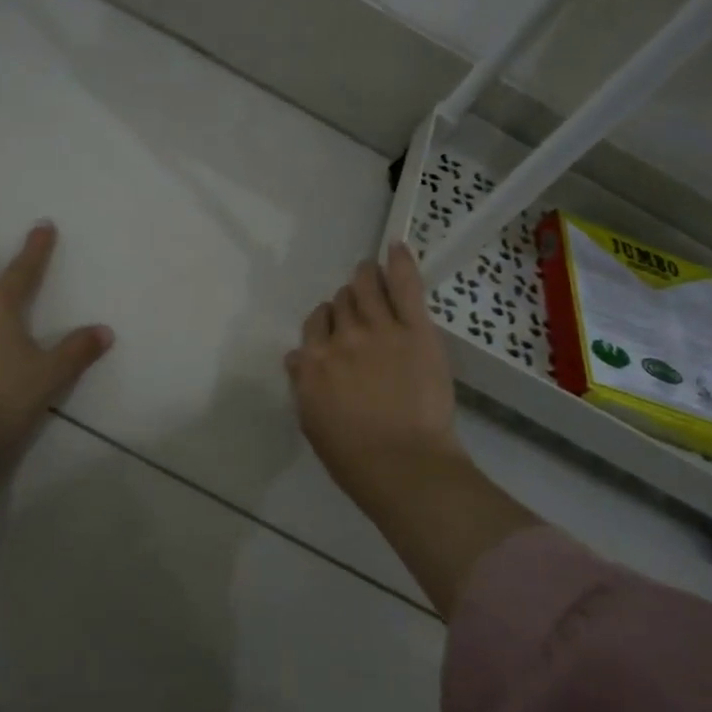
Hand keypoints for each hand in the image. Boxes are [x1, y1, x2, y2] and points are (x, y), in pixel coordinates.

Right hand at [286, 243, 460, 508]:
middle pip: (339, 304)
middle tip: (359, 311)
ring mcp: (378, 329)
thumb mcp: (314, 423)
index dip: (325, 324)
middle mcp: (340, 338)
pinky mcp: (414, 329)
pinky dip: (399, 263)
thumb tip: (297, 359)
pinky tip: (396, 246)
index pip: (314, 325)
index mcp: (313, 363)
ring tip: (371, 274)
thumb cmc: (354, 458)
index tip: (335, 331)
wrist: (403, 465)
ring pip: (364, 286)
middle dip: (346, 304)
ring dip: (365, 278)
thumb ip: (305, 384)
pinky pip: (404, 285)